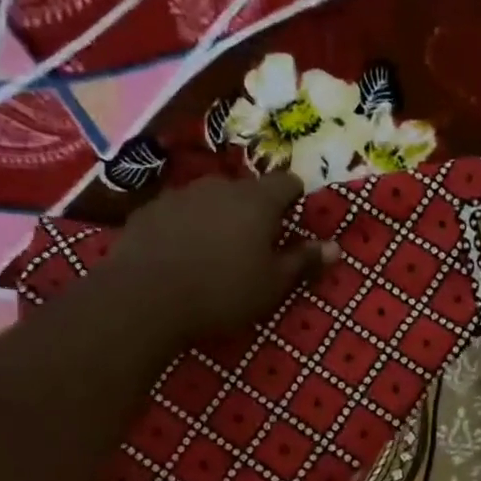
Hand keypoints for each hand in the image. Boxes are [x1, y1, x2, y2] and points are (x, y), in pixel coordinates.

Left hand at [106, 173, 337, 340]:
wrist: (145, 298)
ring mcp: (181, 194)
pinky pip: (178, 213)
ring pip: (210, 199)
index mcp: (257, 201)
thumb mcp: (272, 285)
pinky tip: (180, 256)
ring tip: (214, 252)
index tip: (292, 222)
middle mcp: (220, 186)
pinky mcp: (149, 210)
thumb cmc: (222, 292)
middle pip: (247, 190)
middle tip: (254, 245)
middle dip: (254, 211)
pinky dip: (185, 227)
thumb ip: (303, 262)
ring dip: (218, 217)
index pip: (287, 182)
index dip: (294, 199)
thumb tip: (335, 247)